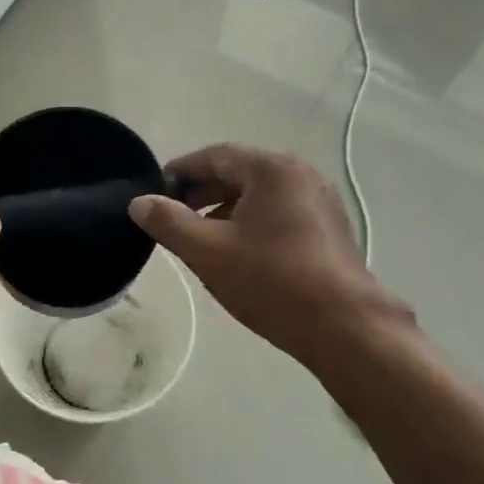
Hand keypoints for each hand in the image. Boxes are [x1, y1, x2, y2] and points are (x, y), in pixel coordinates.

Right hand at [127, 145, 411, 369]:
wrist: (344, 327)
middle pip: (237, 172)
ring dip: (224, 210)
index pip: (213, 156)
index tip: (154, 194)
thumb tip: (139, 202)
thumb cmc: (271, 281)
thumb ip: (168, 222)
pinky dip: (250, 222)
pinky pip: (279, 211)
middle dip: (201, 193)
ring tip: (201, 239)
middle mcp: (300, 173)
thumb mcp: (207, 251)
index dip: (179, 173)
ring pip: (258, 194)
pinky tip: (238, 252)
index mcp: (271, 168)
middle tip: (173, 219)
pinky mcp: (329, 226)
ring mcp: (319, 199)